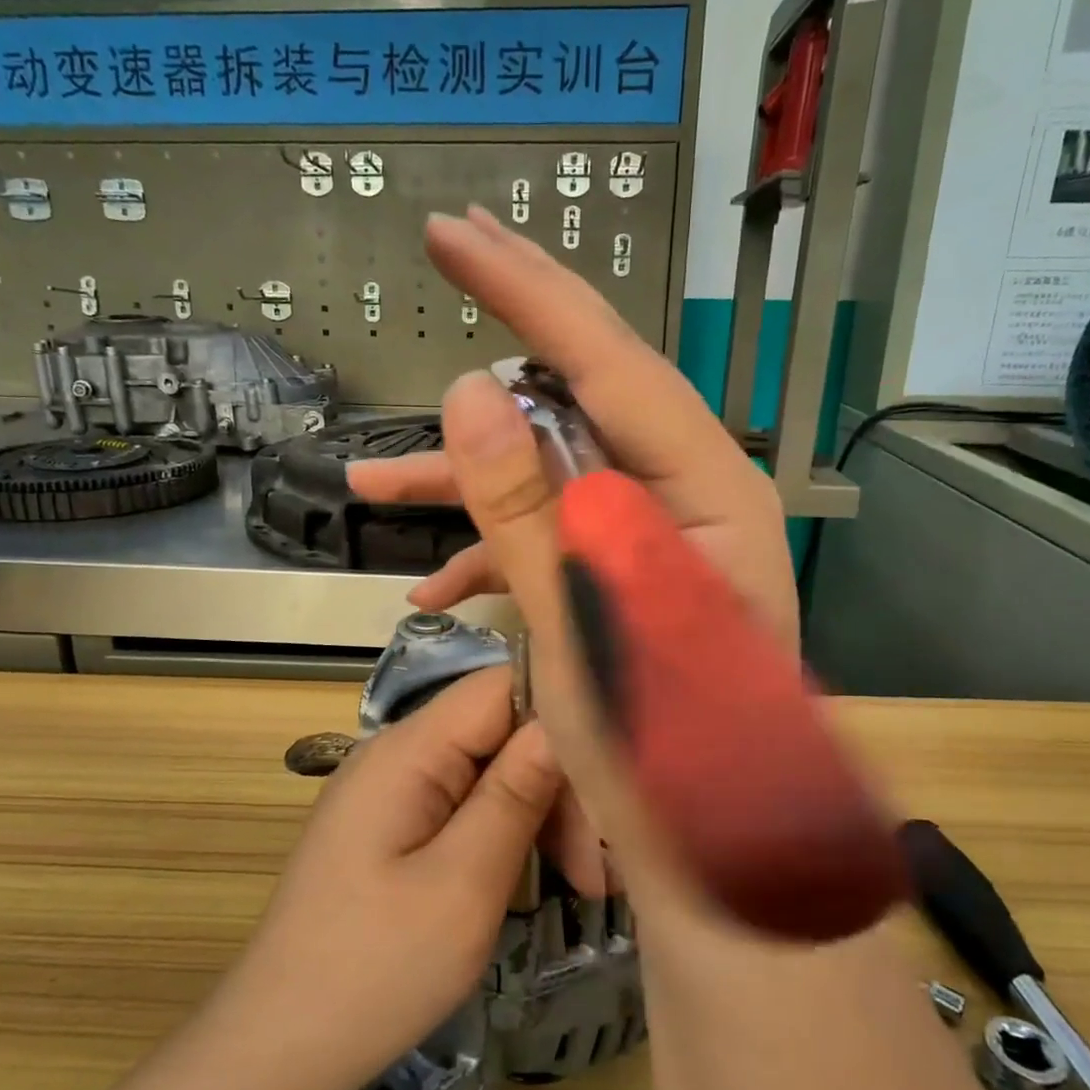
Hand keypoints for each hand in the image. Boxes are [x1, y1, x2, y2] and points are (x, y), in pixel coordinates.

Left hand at [219, 666, 560, 1089]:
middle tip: (597, 869)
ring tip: (584, 885)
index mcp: (408, 750)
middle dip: (558, 785)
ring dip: (542, 816)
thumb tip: (565, 719)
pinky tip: (542, 879)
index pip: (501, 686)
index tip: (608, 781)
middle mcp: (399, 753)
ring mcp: (395, 790)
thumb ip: (515, 793)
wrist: (278, 1051)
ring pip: (492, 770)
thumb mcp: (463, 885)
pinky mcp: (396, 826)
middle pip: (501, 731)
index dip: (561, 715)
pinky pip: (468, 804)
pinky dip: (510, 834)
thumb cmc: (375, 970)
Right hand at [348, 208, 799, 899]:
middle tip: (450, 247)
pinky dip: (493, 553)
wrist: (716, 858)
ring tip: (373, 482)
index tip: (456, 231)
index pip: (608, 361)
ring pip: (554, 473)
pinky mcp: (627, 577)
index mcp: (703, 493)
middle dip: (506, 335)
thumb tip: (475, 388)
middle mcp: (688, 496)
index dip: (526, 290)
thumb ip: (528, 507)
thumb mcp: (582, 625)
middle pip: (585, 395)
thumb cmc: (665, 755)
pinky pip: (554, 537)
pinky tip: (433, 582)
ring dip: (467, 483)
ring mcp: (656, 537)